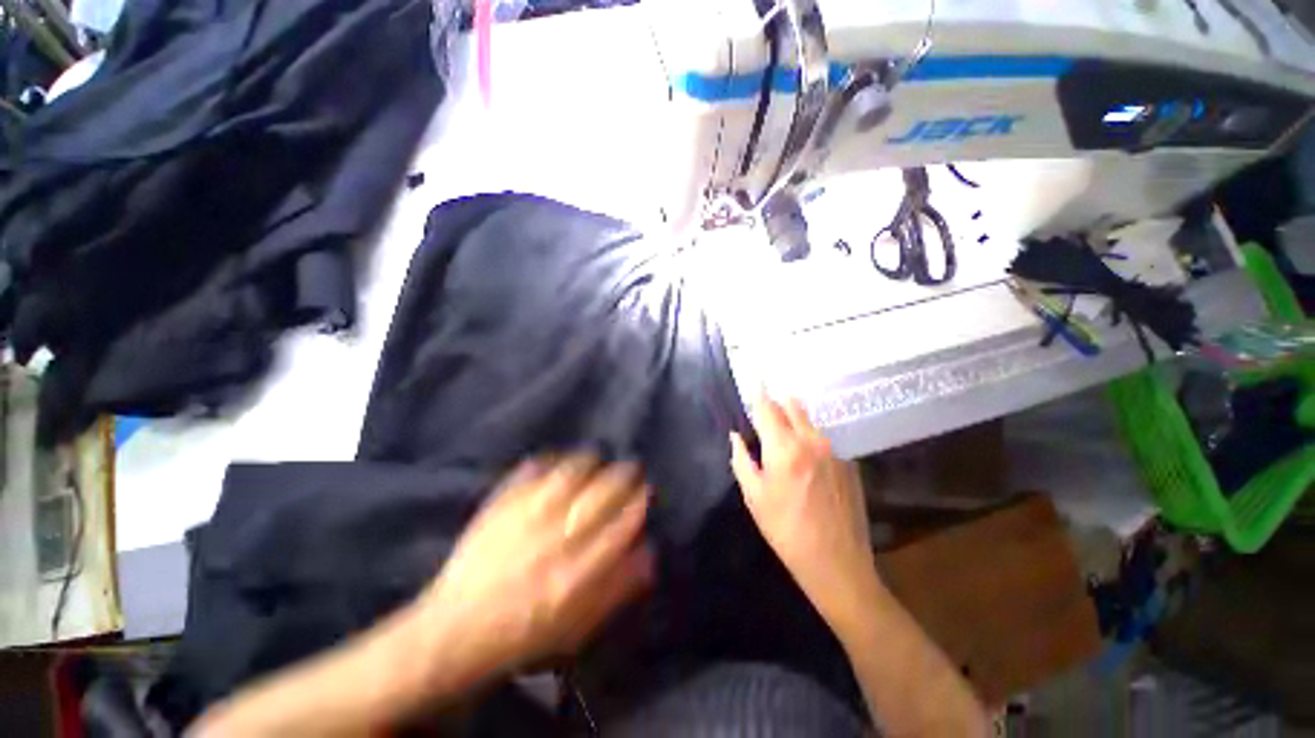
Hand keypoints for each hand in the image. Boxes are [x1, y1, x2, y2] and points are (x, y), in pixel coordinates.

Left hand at [413, 455, 652, 685]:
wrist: (457, 632)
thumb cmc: (525, 634)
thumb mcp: (580, 628)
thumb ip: (620, 587)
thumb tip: (649, 549)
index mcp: (580, 573)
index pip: (626, 520)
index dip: (641, 499)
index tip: (646, 491)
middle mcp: (558, 538)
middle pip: (605, 490)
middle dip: (625, 473)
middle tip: (630, 469)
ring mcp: (528, 516)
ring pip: (573, 471)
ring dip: (592, 461)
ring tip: (597, 461)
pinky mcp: (502, 504)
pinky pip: (534, 468)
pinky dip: (552, 459)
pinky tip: (559, 462)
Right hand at [730, 393, 877, 626]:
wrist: (837, 563)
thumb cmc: (786, 530)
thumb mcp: (754, 497)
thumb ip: (742, 459)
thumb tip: (736, 436)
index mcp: (785, 448)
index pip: (768, 408)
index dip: (759, 392)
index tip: (755, 378)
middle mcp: (812, 440)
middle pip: (792, 406)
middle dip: (777, 402)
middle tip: (765, 409)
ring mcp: (834, 449)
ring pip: (809, 421)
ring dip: (794, 419)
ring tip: (783, 433)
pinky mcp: (849, 461)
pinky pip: (823, 438)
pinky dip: (810, 437)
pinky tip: (806, 458)